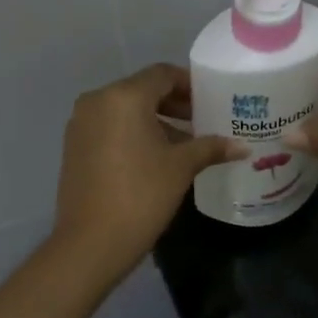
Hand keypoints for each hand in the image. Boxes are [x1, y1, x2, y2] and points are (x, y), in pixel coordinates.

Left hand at [53, 64, 245, 279]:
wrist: (92, 242)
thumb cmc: (142, 195)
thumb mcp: (181, 167)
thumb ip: (211, 148)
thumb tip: (243, 146)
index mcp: (123, 97)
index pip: (162, 75)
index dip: (189, 84)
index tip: (211, 99)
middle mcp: (97, 101)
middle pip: (142, 90)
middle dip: (173, 104)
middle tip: (203, 120)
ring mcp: (81, 124)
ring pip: (124, 110)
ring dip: (154, 120)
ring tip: (184, 143)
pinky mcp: (74, 147)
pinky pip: (110, 128)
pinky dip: (133, 133)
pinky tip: (155, 157)